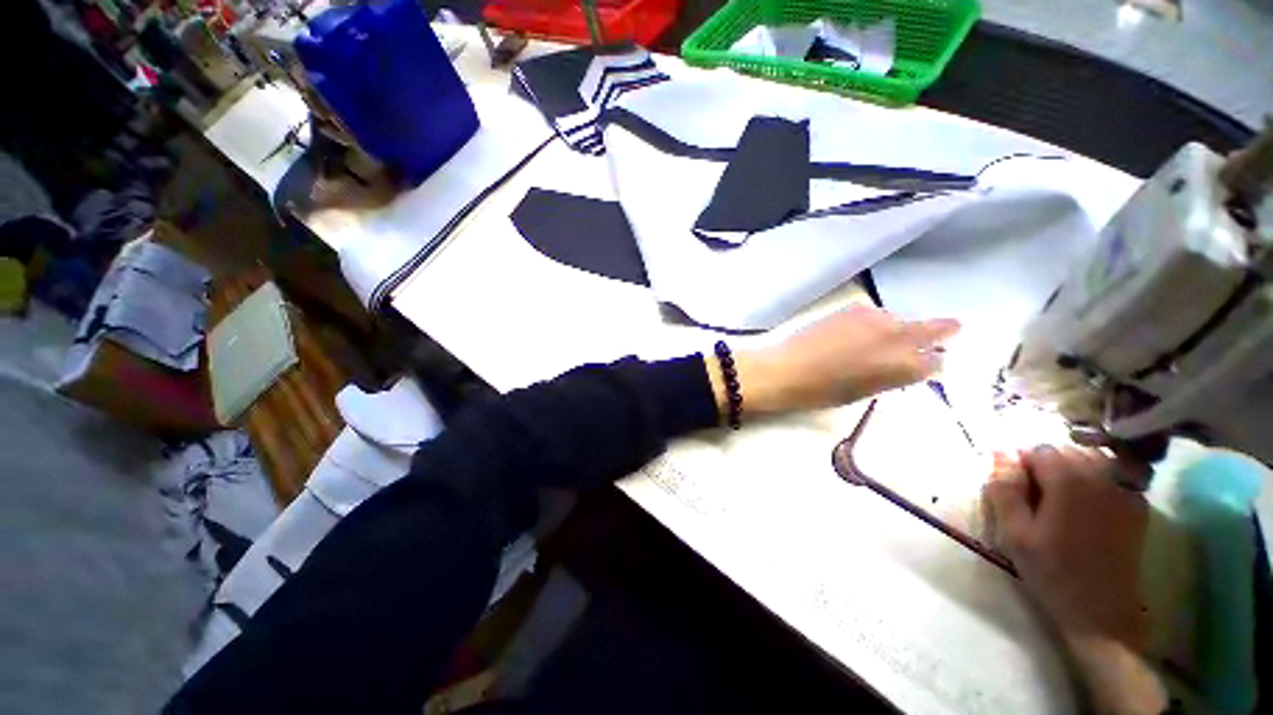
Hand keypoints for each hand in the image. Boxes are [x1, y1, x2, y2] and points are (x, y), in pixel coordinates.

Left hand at [713, 305, 959, 415]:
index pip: (935, 362)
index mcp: (901, 366)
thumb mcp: (863, 392)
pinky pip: (874, 314)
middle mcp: (895, 337)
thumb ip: (891, 377)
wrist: (785, 369)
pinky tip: (865, 331)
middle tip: (952, 329)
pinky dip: (876, 322)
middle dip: (941, 331)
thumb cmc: (821, 392)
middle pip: (931, 329)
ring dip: (899, 328)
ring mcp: (873, 319)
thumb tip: (907, 367)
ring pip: (899, 320)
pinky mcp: (850, 310)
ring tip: (887, 338)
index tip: (933, 364)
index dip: (933, 364)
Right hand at [984, 446, 1148, 646]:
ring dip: (1072, 470)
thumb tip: (1000, 452)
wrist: (1101, 610)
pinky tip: (1088, 506)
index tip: (1016, 491)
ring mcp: (1125, 490)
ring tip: (1060, 501)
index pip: (1038, 450)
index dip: (1021, 466)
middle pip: (1067, 450)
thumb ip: (1004, 488)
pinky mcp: (1137, 506)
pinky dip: (1097, 481)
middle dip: (1047, 466)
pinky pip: (1113, 477)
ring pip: (1091, 460)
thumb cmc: (1052, 570)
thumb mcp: (1014, 532)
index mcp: (1068, 479)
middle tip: (1036, 499)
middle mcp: (1100, 475)